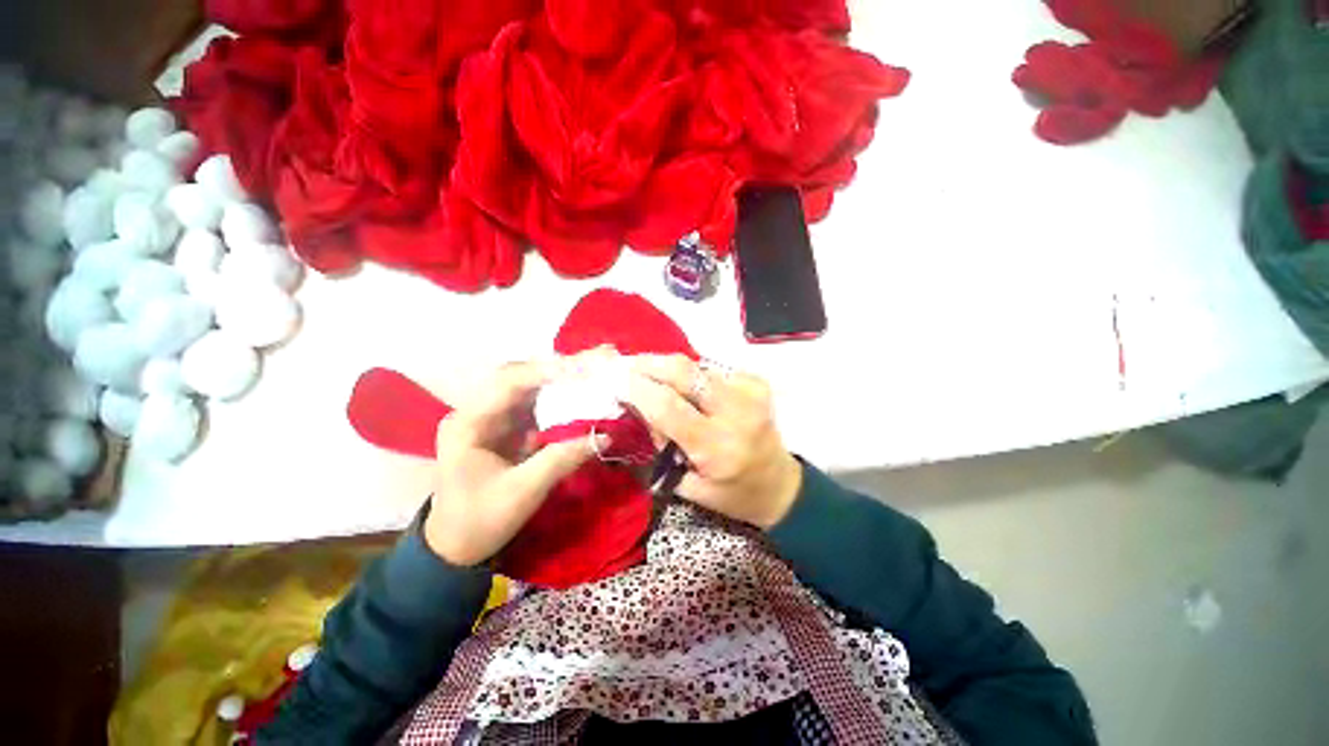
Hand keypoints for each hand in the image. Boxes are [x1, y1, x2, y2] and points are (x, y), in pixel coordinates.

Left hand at [425, 357, 600, 565]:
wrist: (456, 546)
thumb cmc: (481, 520)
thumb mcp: (523, 492)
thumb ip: (561, 459)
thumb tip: (603, 436)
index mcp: (467, 423)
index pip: (508, 383)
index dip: (546, 372)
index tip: (583, 369)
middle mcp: (477, 410)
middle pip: (520, 375)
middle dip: (558, 366)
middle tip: (597, 357)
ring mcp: (492, 416)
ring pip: (530, 385)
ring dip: (562, 376)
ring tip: (595, 367)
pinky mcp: (507, 426)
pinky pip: (536, 402)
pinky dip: (560, 394)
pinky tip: (582, 389)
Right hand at [622, 354, 802, 528]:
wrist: (781, 485)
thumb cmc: (732, 493)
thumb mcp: (689, 485)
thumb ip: (663, 448)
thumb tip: (641, 410)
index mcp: (717, 448)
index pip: (668, 407)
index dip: (638, 389)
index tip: (616, 379)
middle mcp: (736, 413)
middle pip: (685, 373)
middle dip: (651, 364)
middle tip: (629, 365)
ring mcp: (750, 393)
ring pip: (698, 366)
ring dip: (669, 367)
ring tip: (651, 373)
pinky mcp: (757, 383)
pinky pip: (713, 369)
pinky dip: (693, 374)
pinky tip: (686, 385)